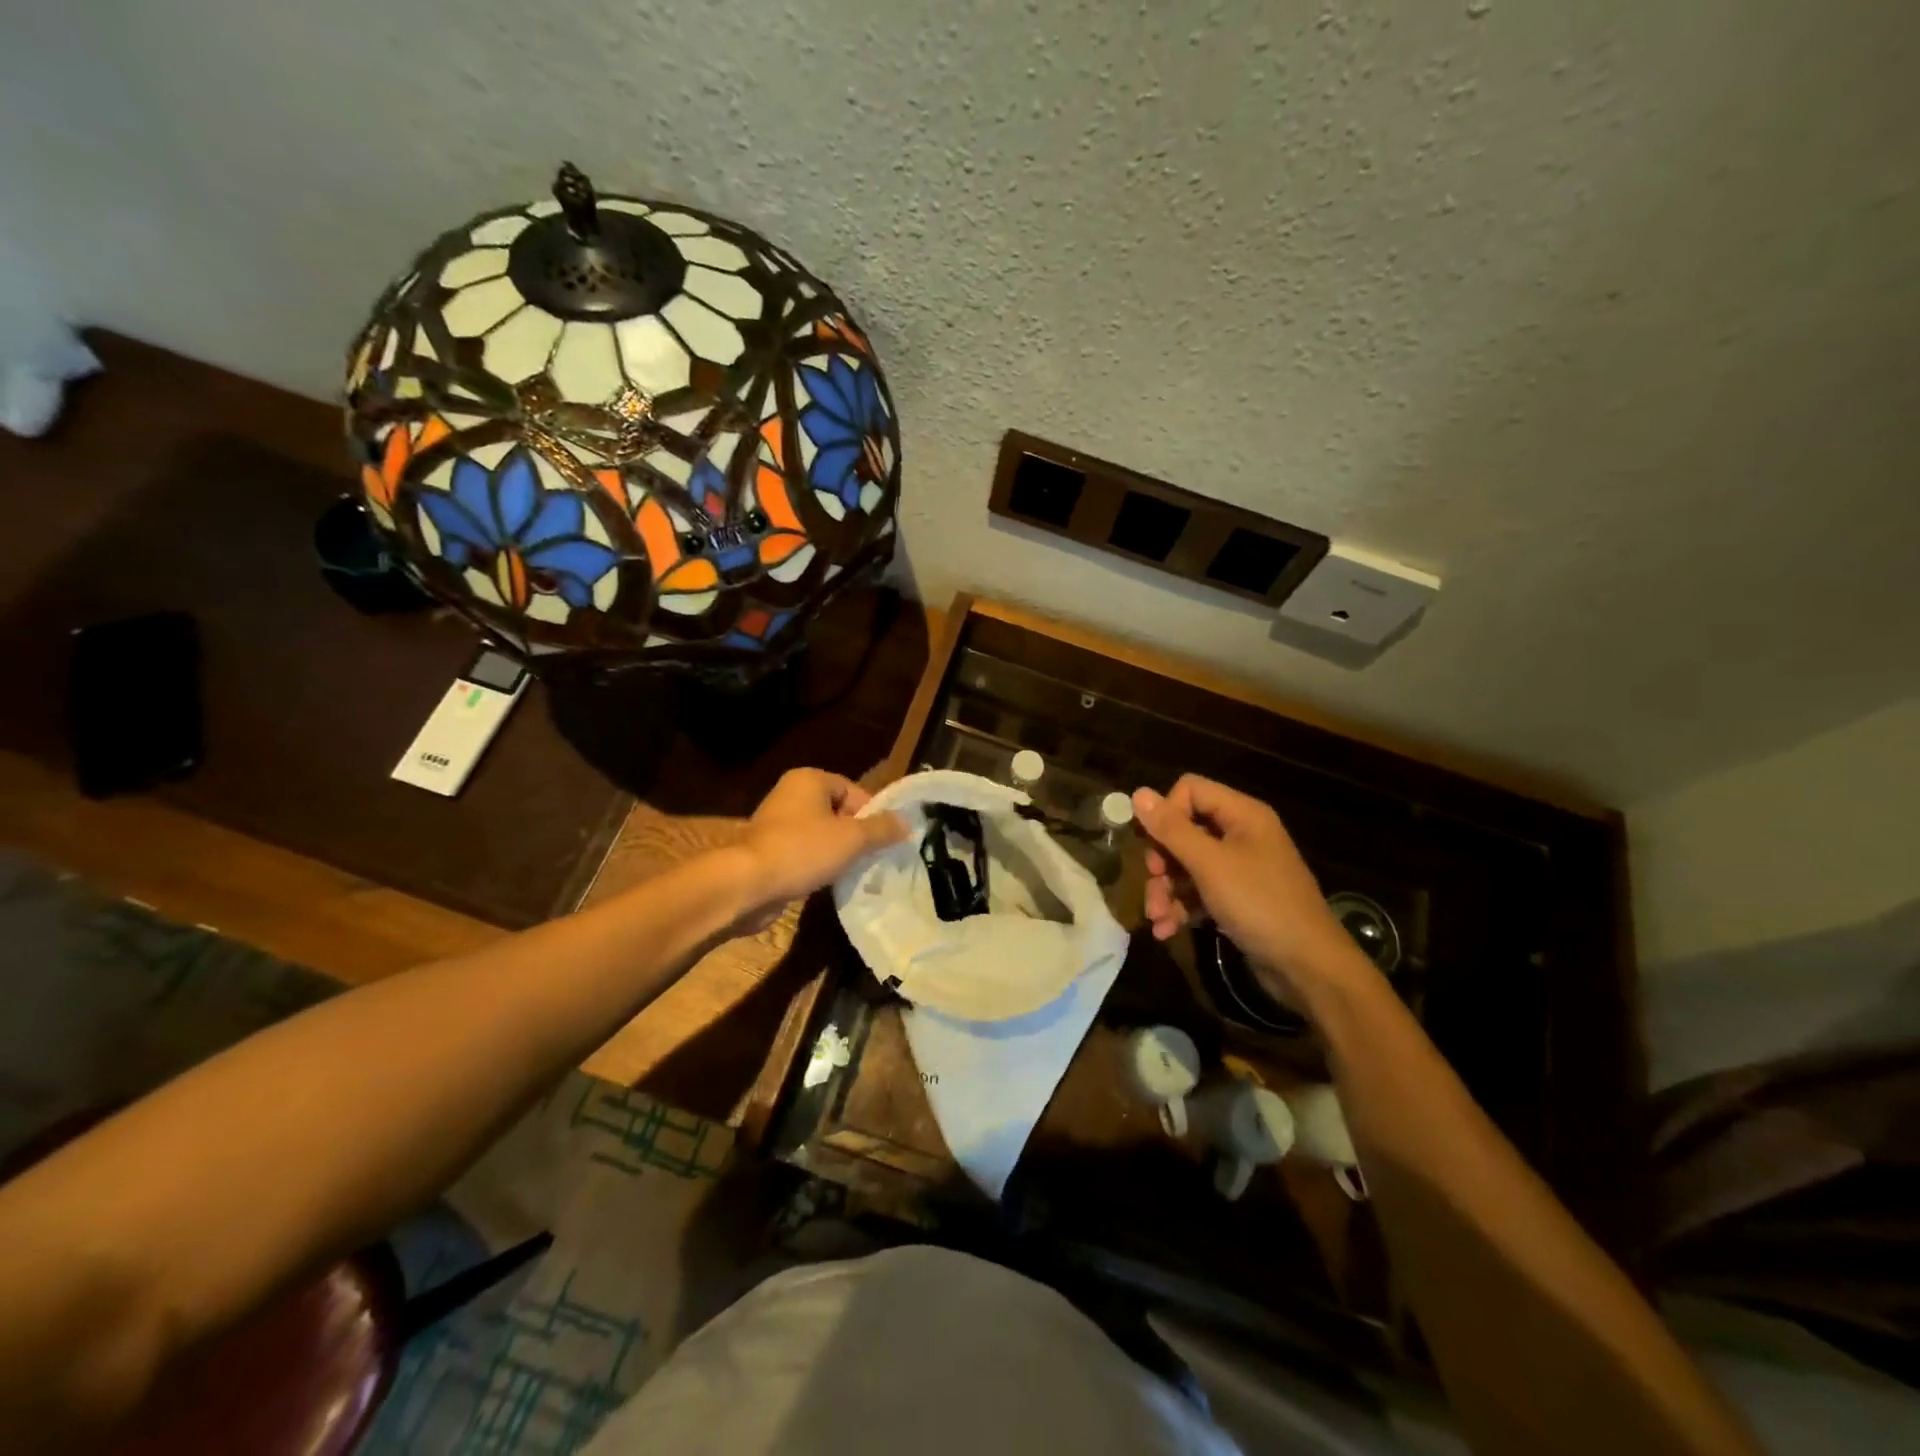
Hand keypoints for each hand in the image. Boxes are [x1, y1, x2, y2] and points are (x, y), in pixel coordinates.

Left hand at [730, 769, 906, 930]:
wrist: (748, 884)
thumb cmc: (803, 850)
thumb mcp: (852, 838)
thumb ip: (882, 829)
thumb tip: (907, 822)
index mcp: (809, 779)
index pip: (853, 790)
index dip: (872, 814)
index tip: (886, 839)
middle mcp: (791, 794)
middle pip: (838, 812)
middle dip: (857, 835)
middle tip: (874, 857)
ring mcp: (777, 823)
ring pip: (822, 834)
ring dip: (838, 852)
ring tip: (855, 871)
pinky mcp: (769, 851)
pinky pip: (805, 853)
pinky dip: (818, 864)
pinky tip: (829, 881)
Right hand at [1132, 774, 1372, 1002]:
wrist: (1307, 966)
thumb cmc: (1259, 904)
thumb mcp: (1210, 864)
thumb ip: (1172, 829)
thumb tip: (1137, 792)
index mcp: (1242, 815)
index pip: (1190, 790)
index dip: (1166, 813)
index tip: (1154, 844)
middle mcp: (1241, 835)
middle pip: (1184, 830)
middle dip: (1162, 860)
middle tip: (1154, 881)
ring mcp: (1239, 869)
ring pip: (1187, 865)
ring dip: (1166, 890)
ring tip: (1156, 917)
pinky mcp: (1236, 899)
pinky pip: (1198, 892)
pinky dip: (1180, 907)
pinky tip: (1165, 930)